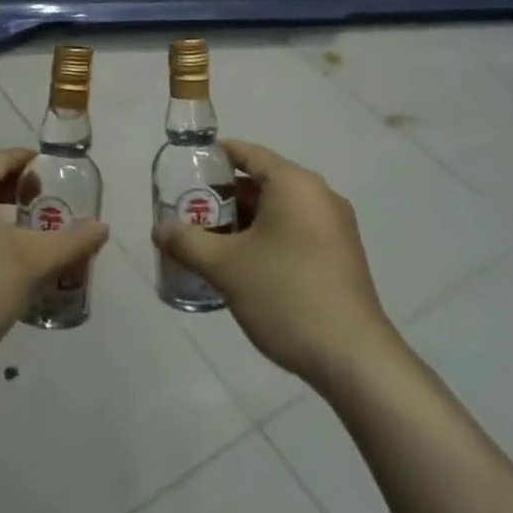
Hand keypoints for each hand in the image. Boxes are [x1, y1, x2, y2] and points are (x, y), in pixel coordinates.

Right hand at [153, 139, 401, 391]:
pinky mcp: (340, 256)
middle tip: (189, 211)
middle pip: (263, 182)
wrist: (354, 359)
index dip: (215, 156)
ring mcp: (335, 227)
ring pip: (279, 210)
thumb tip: (158, 228)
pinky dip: (267, 238)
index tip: (186, 166)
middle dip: (224, 196)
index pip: (249, 153)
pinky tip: (243, 266)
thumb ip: (187, 242)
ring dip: (244, 222)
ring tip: (208, 241)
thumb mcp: (226, 267)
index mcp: (295, 184)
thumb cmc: (286, 295)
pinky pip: (295, 231)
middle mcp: (319, 196)